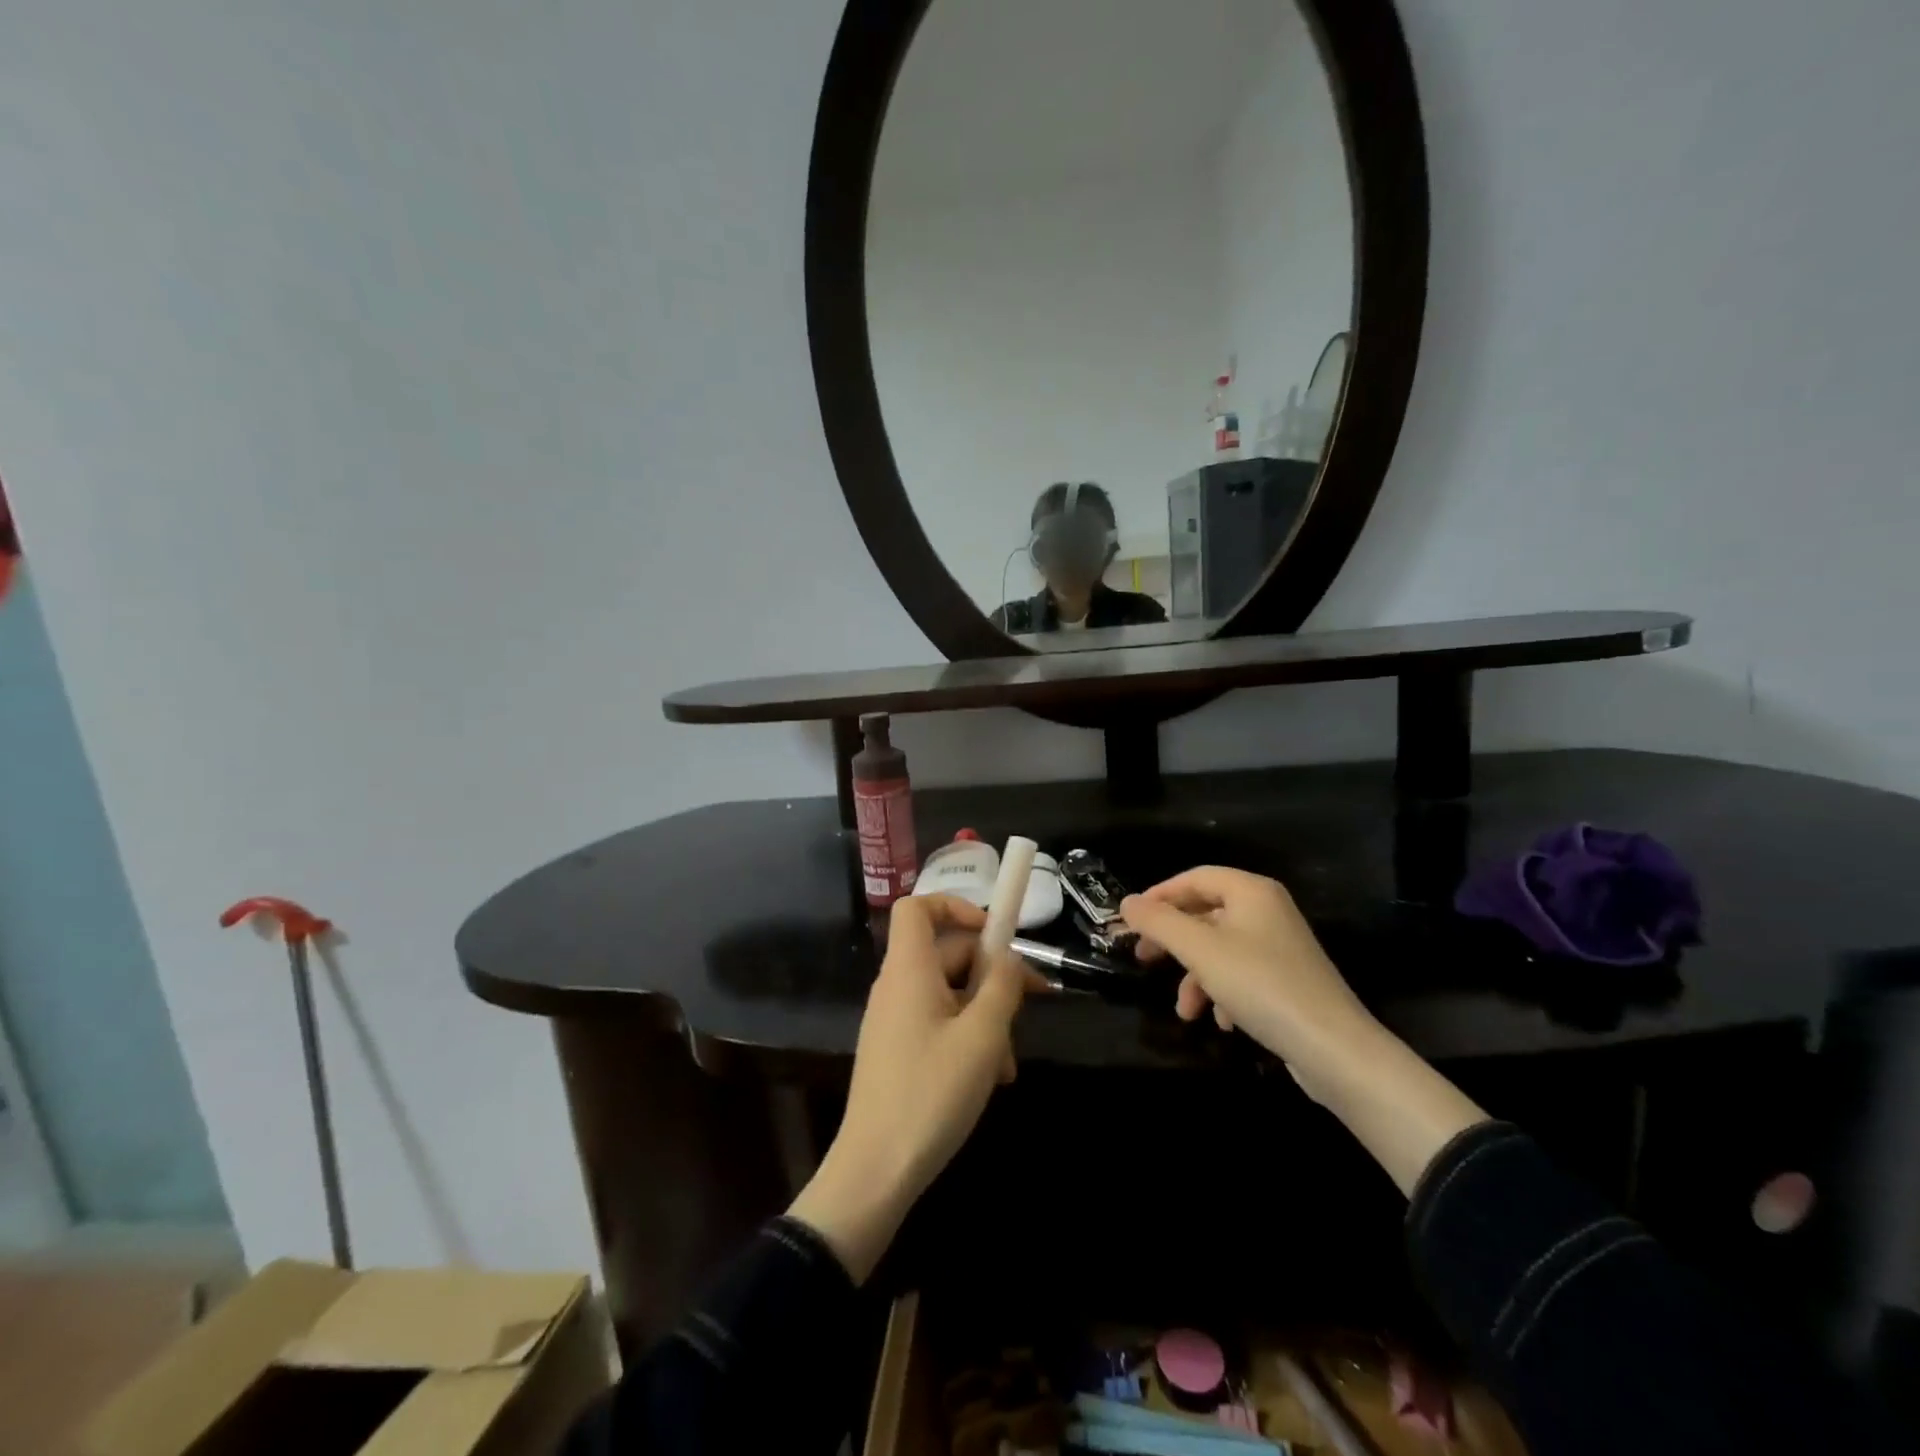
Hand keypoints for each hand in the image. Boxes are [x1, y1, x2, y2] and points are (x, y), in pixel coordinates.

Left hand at [788, 894, 1034, 1280]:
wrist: (876, 1171)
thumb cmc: (931, 1094)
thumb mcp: (982, 1037)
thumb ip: (1002, 987)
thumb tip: (1008, 957)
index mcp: (909, 970)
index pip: (918, 907)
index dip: (956, 906)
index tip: (994, 934)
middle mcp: (897, 986)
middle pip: (947, 953)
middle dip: (992, 975)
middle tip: (1033, 1002)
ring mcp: (895, 1020)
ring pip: (949, 994)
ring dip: (986, 1016)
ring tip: (1008, 1063)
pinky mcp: (898, 1050)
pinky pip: (938, 1024)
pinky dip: (967, 1038)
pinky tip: (990, 1078)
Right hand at [1124, 867, 1488, 1194]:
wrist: (1334, 1049)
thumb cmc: (1261, 985)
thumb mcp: (1199, 950)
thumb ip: (1159, 922)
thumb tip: (1127, 903)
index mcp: (1251, 891)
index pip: (1194, 878)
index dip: (1158, 895)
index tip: (1130, 921)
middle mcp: (1267, 911)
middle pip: (1205, 914)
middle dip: (1173, 940)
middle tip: (1144, 959)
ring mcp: (1280, 947)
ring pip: (1219, 950)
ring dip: (1195, 977)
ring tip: (1185, 1011)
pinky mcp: (1287, 981)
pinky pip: (1241, 975)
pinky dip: (1223, 994)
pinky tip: (1221, 1022)